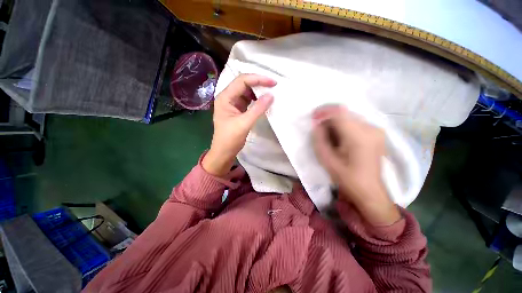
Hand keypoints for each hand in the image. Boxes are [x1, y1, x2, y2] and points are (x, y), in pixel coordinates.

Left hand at [202, 74, 275, 176]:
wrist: (224, 152)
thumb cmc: (230, 139)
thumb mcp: (244, 123)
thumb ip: (258, 109)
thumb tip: (271, 95)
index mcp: (225, 97)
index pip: (242, 81)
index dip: (258, 79)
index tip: (273, 82)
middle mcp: (228, 97)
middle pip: (244, 84)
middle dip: (259, 83)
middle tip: (274, 86)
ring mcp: (232, 103)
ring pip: (247, 92)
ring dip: (258, 92)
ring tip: (271, 93)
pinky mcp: (238, 110)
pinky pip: (248, 100)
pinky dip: (257, 100)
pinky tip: (264, 102)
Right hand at [312, 105, 400, 225]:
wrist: (370, 191)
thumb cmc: (347, 178)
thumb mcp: (327, 160)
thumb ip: (320, 140)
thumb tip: (316, 124)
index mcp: (359, 137)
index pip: (339, 113)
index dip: (324, 112)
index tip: (313, 117)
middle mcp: (371, 128)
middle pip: (345, 113)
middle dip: (328, 118)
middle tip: (318, 129)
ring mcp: (376, 130)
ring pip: (349, 117)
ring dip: (335, 123)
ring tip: (327, 135)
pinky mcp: (377, 133)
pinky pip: (355, 123)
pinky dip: (343, 126)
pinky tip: (338, 138)